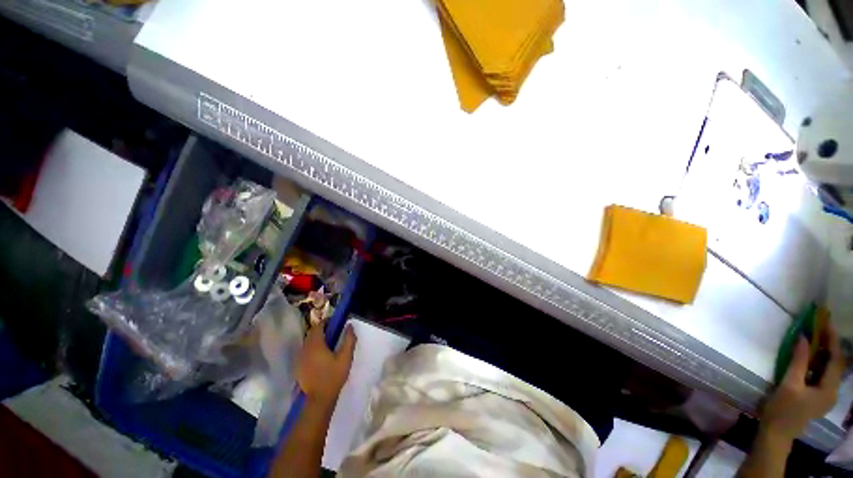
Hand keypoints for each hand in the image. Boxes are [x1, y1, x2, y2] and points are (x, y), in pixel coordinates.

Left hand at [295, 324, 356, 407]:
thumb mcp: (345, 357)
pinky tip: (320, 357)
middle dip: (321, 330)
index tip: (335, 322)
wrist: (319, 399)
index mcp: (316, 345)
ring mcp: (300, 359)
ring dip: (316, 339)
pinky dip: (312, 349)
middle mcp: (305, 349)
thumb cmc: (333, 376)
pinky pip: (305, 352)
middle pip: (311, 334)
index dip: (326, 322)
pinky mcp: (298, 367)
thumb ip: (349, 340)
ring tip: (327, 344)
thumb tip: (349, 325)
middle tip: (333, 332)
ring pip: (307, 343)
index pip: (318, 327)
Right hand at [761, 325, 844, 440]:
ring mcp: (825, 396)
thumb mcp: (789, 384)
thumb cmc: (783, 409)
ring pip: (828, 370)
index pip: (835, 359)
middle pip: (834, 364)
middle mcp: (832, 391)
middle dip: (828, 345)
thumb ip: (798, 361)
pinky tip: (808, 359)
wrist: (776, 433)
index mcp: (829, 389)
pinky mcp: (817, 397)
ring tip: (813, 339)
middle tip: (819, 328)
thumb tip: (803, 337)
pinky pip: (821, 375)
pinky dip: (817, 363)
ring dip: (822, 354)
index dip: (832, 340)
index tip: (825, 323)